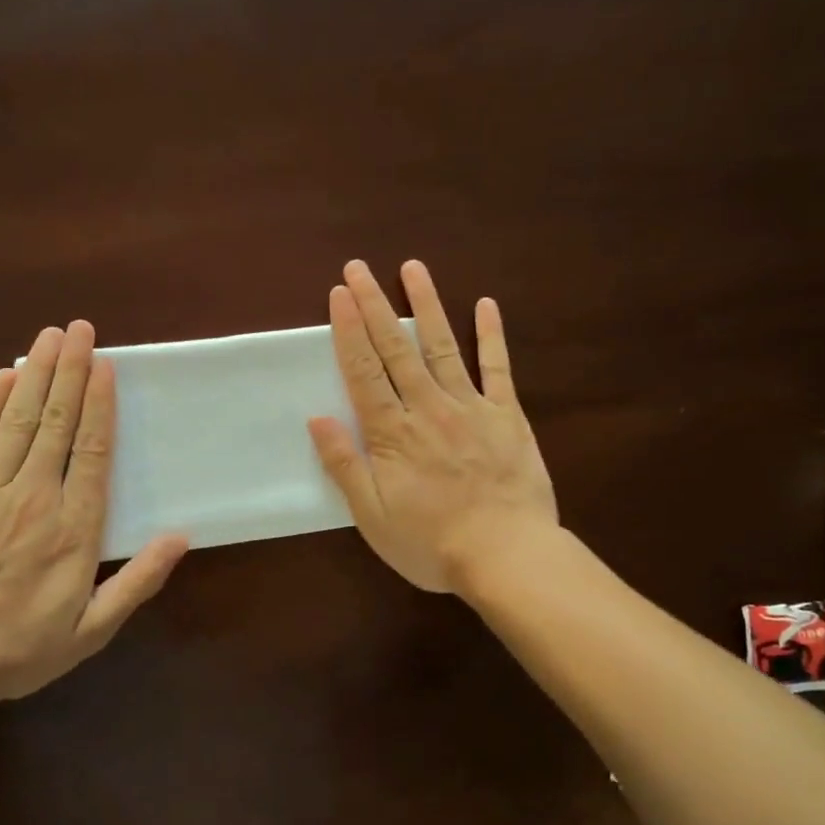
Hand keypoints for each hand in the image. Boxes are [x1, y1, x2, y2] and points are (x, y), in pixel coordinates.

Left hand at [0, 322, 187, 706]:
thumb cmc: (17, 648)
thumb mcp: (91, 631)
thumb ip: (137, 582)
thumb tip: (180, 538)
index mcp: (74, 528)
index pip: (93, 451)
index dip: (102, 404)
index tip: (106, 366)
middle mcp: (35, 496)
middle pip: (58, 421)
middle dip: (71, 371)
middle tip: (81, 329)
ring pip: (19, 418)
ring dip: (38, 373)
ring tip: (51, 335)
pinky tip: (5, 374)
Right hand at [308, 260, 557, 594]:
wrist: (507, 556)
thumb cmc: (432, 543)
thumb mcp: (373, 517)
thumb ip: (345, 465)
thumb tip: (317, 418)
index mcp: (392, 433)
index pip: (363, 371)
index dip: (348, 330)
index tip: (339, 294)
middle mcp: (428, 408)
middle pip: (396, 349)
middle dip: (374, 305)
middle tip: (359, 268)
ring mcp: (471, 407)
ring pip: (443, 346)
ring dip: (425, 305)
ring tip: (412, 268)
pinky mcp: (507, 415)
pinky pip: (497, 367)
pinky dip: (491, 335)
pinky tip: (485, 304)